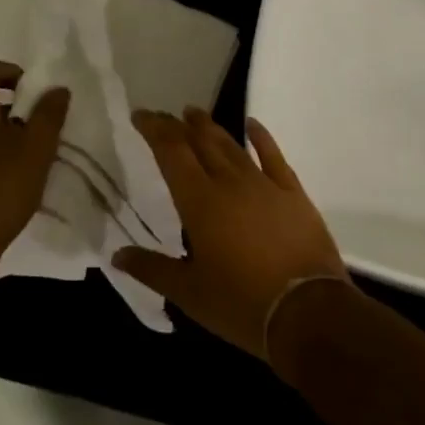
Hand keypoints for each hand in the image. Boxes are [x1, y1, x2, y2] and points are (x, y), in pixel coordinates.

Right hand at [114, 109, 348, 358]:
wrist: (307, 311)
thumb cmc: (241, 304)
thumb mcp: (189, 293)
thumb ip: (151, 269)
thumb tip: (117, 254)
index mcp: (199, 202)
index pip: (171, 153)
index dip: (154, 130)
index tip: (140, 115)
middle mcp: (229, 182)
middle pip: (200, 142)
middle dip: (178, 126)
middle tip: (164, 115)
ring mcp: (263, 184)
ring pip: (231, 145)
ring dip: (211, 127)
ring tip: (194, 114)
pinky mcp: (292, 193)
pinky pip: (273, 156)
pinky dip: (261, 137)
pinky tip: (252, 124)